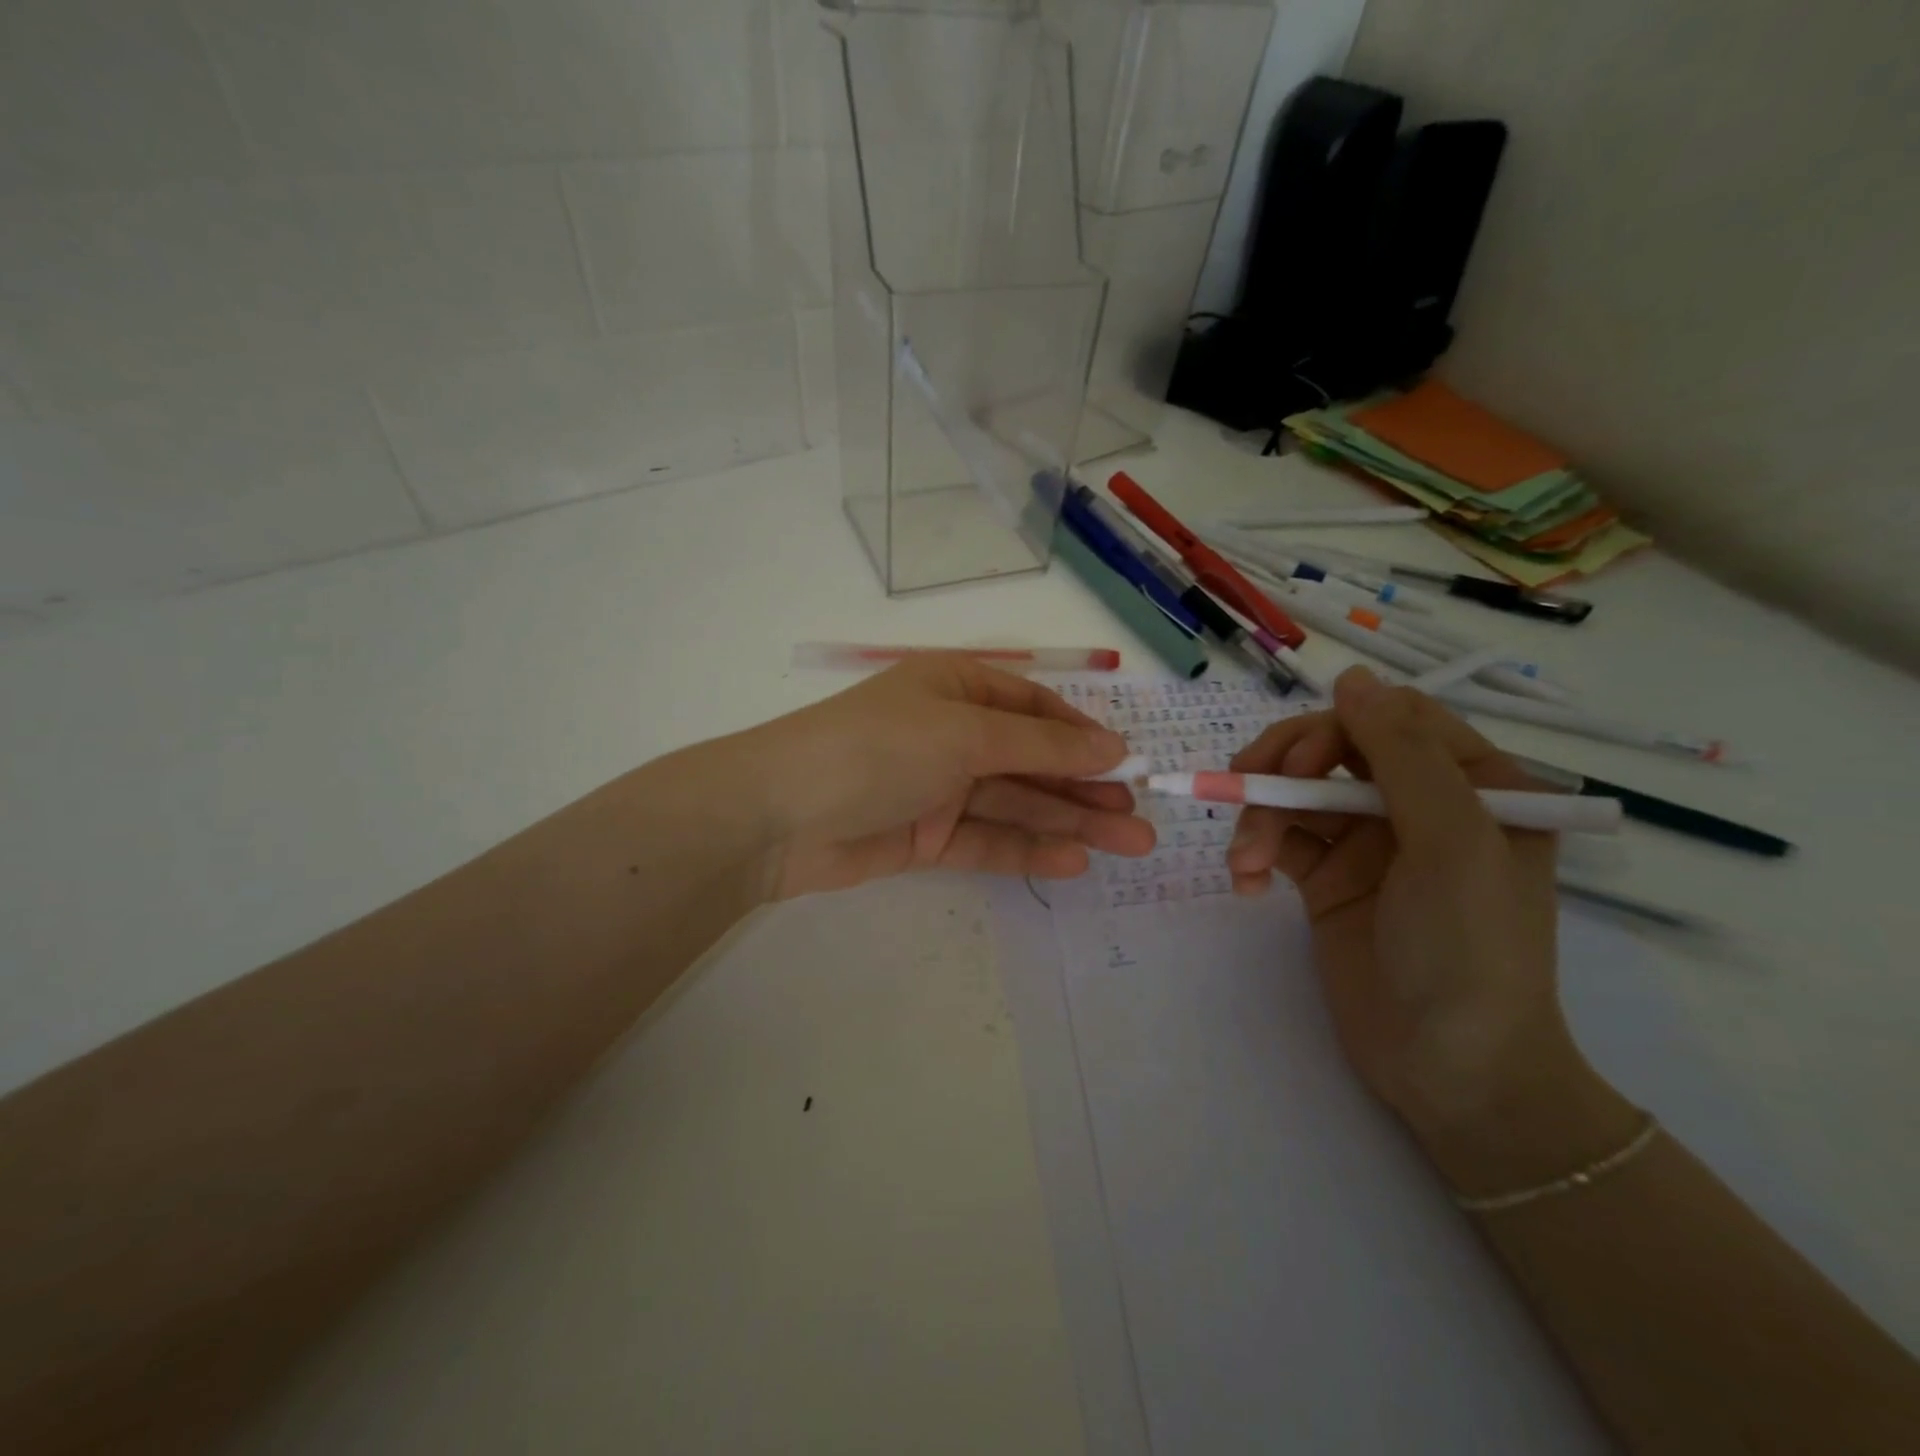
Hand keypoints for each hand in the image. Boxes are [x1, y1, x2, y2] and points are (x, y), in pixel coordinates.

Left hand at [736, 655, 1155, 900]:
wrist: (778, 816)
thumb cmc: (877, 748)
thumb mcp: (964, 734)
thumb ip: (1039, 747)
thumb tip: (1111, 747)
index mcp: (955, 688)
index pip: (1033, 709)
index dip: (1080, 736)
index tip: (1127, 764)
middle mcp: (950, 734)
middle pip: (1031, 761)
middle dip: (1085, 788)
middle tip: (1142, 819)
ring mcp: (938, 788)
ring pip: (1016, 804)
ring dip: (1070, 822)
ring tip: (1129, 845)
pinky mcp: (926, 837)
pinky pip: (987, 840)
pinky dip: (1027, 850)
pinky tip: (1073, 861)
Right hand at [1226, 667, 1631, 1188]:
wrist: (1451, 1071)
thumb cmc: (1469, 950)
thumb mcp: (1452, 842)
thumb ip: (1402, 755)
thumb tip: (1351, 677)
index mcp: (1473, 784)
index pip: (1390, 719)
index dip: (1332, 729)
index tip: (1295, 765)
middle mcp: (1418, 804)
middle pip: (1332, 748)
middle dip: (1282, 769)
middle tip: (1244, 794)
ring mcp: (1369, 843)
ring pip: (1296, 794)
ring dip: (1259, 818)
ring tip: (1244, 861)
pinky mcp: (1329, 879)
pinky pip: (1281, 841)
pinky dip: (1255, 853)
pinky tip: (1244, 880)